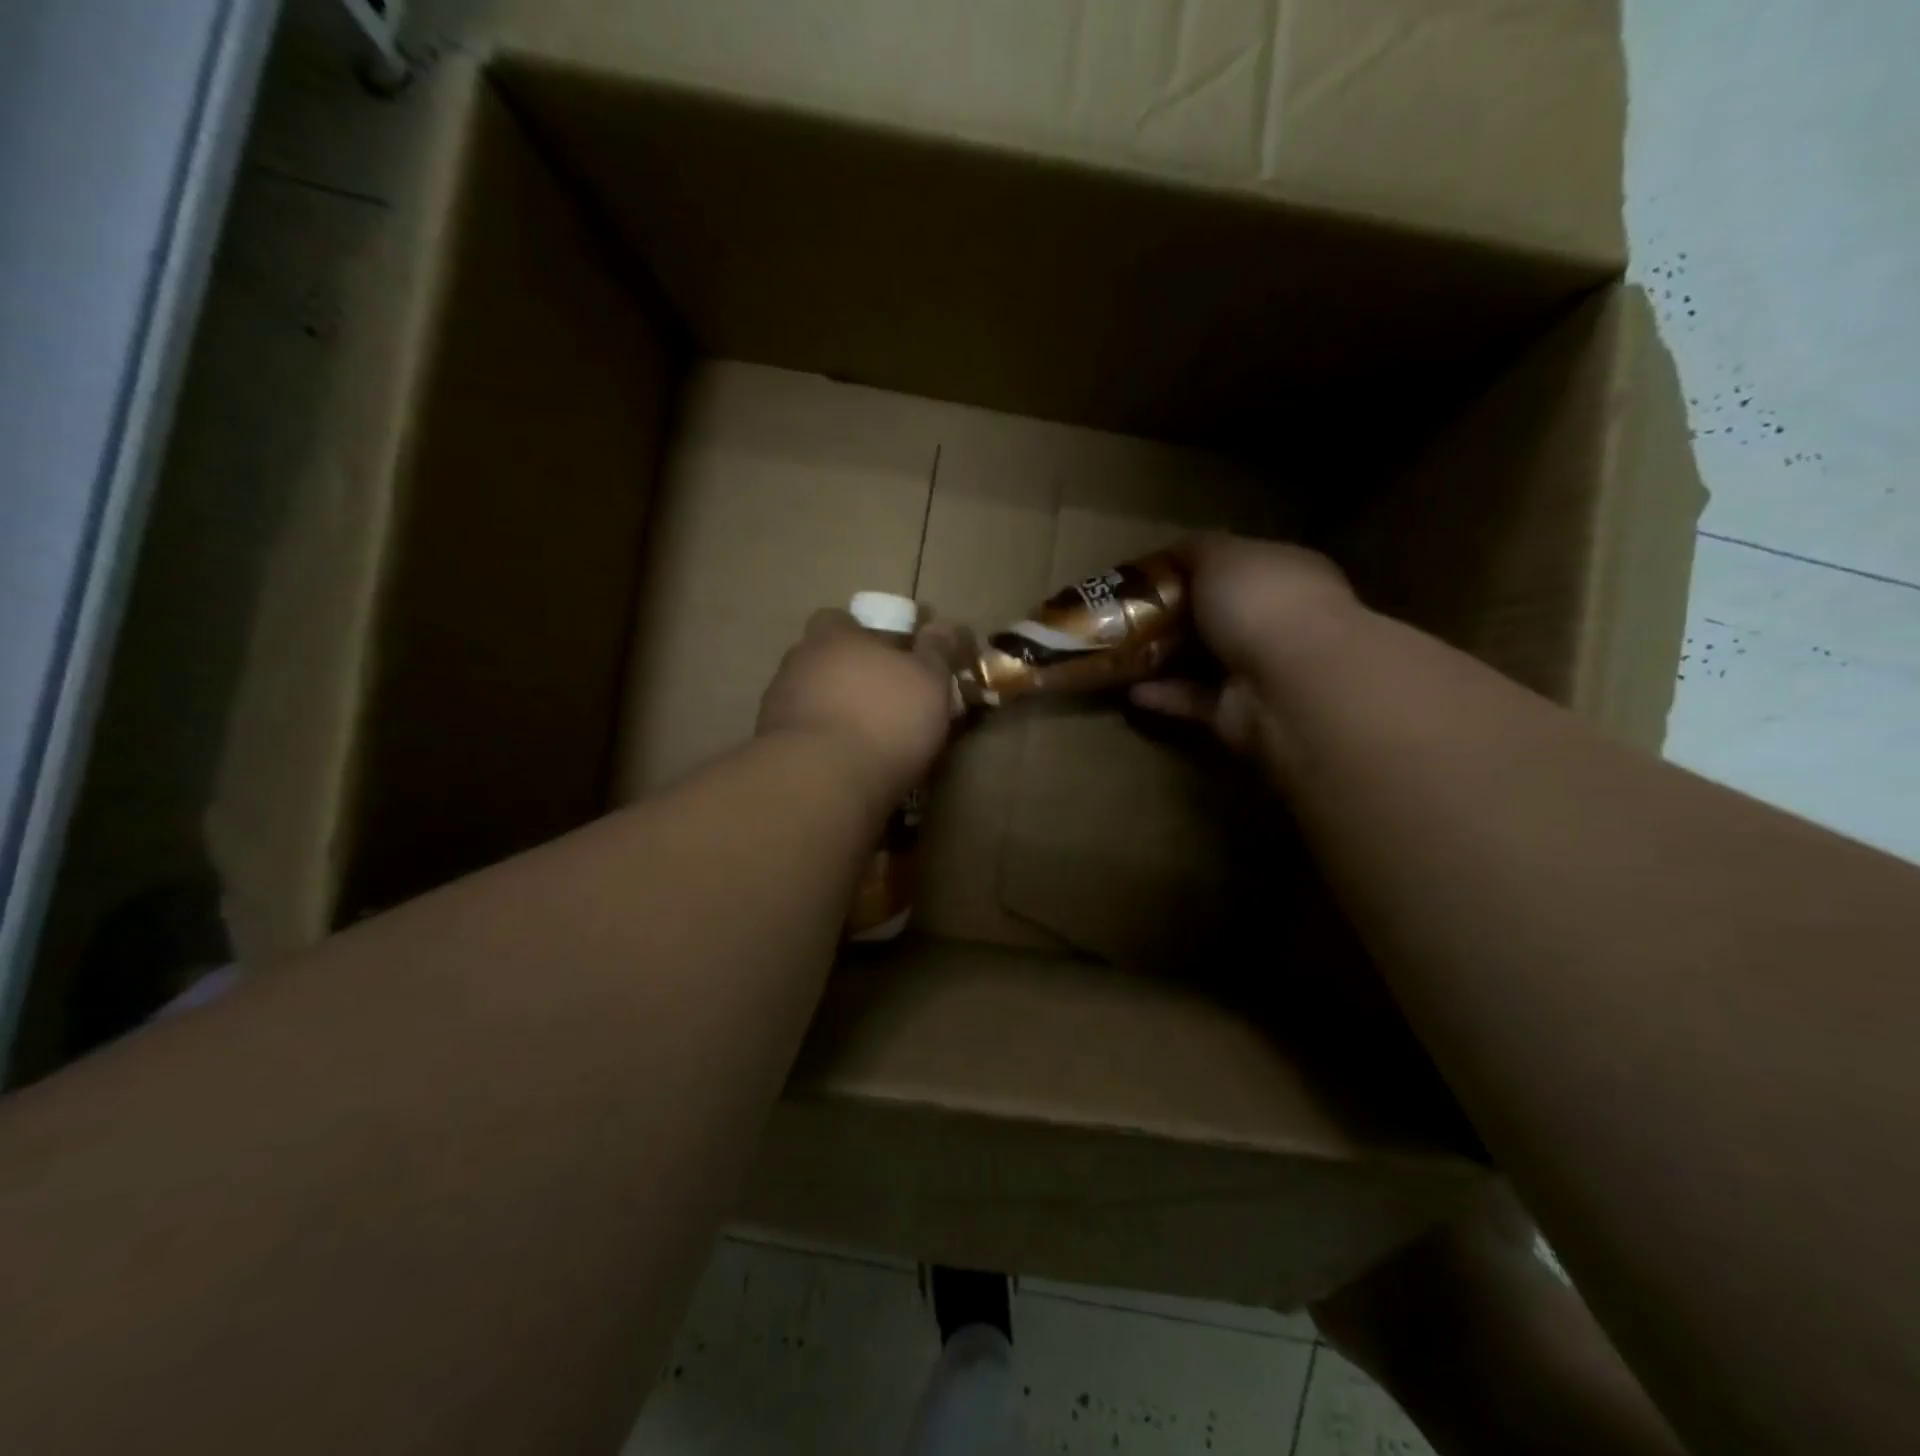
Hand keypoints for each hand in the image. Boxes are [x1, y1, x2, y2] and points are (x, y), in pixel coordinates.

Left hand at [756, 609, 959, 808]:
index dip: (866, 634)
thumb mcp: (929, 682)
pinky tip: (846, 765)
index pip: (841, 620)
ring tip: (868, 740)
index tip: (893, 655)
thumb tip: (945, 626)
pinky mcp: (772, 746)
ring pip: (813, 699)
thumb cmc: (884, 719)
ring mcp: (779, 705)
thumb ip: (936, 652)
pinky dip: (823, 744)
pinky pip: (804, 736)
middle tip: (885, 701)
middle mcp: (799, 663)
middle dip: (852, 676)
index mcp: (834, 636)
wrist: (821, 782)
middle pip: (826, 660)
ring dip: (836, 712)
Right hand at [1130, 535, 1359, 760]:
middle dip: (1173, 616)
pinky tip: (1131, 690)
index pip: (1237, 565)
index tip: (1147, 575)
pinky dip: (1165, 697)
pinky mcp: (1240, 714)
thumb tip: (1172, 552)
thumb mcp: (1220, 554)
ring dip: (1164, 659)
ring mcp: (1261, 670)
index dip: (1192, 567)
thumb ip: (1194, 550)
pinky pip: (1195, 701)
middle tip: (1125, 615)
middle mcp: (1277, 620)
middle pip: (1217, 616)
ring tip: (1119, 653)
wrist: (1290, 683)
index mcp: (1283, 573)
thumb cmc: (1260, 601)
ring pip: (1204, 662)